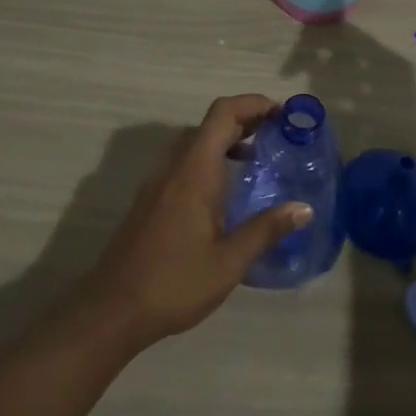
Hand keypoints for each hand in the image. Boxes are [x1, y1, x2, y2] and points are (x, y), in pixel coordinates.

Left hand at [75, 94, 311, 351]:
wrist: (111, 311)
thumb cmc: (174, 283)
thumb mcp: (229, 262)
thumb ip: (266, 230)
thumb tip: (304, 208)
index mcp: (195, 171)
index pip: (223, 113)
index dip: (253, 104)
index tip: (283, 115)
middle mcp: (174, 167)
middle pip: (210, 124)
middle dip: (246, 121)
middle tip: (278, 136)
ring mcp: (158, 183)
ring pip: (196, 144)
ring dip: (227, 141)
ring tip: (257, 161)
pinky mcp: (151, 201)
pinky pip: (185, 164)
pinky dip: (211, 162)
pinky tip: (226, 195)